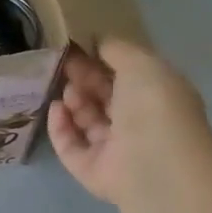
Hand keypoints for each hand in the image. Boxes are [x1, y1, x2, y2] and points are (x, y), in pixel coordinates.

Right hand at [47, 39, 210, 205]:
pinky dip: (60, 127)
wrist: (154, 162)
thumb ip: (117, 49)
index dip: (102, 61)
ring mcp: (115, 150)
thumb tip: (98, 42)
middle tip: (66, 65)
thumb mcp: (141, 61)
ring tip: (68, 91)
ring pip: (86, 121)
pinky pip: (70, 146)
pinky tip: (55, 109)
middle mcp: (137, 125)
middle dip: (84, 79)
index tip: (78, 48)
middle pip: (103, 98)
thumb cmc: (153, 105)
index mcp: (155, 97)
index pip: (125, 77)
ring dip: (73, 101)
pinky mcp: (92, 171)